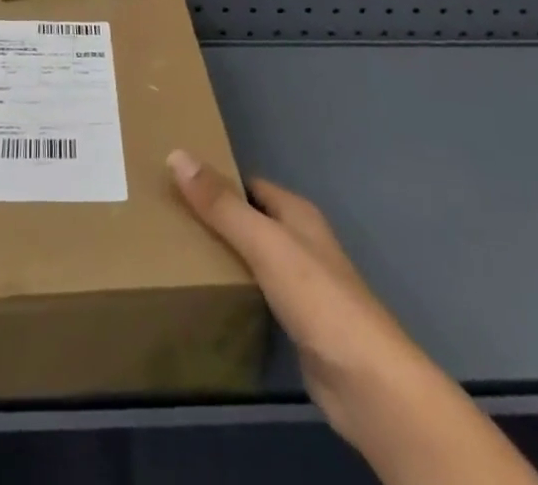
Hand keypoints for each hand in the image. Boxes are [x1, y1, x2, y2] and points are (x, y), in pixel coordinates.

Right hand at [166, 150, 405, 442]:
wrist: (367, 383)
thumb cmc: (317, 298)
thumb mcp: (263, 242)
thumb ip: (221, 205)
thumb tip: (177, 154)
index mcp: (297, 213)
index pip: (249, 186)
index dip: (217, 181)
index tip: (177, 183)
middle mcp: (301, 242)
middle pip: (251, 220)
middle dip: (215, 219)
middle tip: (170, 220)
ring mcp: (302, 285)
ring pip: (253, 258)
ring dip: (224, 255)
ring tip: (178, 255)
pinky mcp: (299, 323)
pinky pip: (258, 294)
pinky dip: (236, 290)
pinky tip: (209, 296)